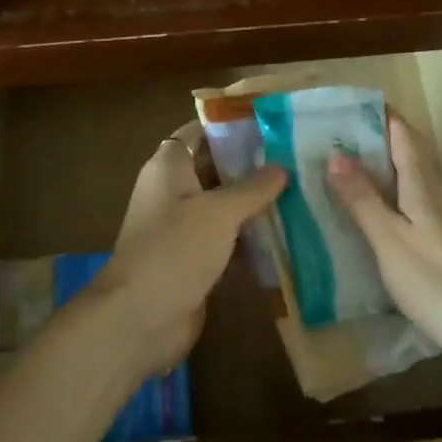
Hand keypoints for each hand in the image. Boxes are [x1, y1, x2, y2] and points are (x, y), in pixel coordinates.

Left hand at [90, 122, 285, 375]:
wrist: (140, 319)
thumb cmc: (175, 250)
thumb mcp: (219, 212)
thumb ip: (253, 187)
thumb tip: (282, 167)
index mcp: (169, 167)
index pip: (199, 131)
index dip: (230, 125)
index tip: (270, 122)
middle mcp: (173, 191)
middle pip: (216, 168)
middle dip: (252, 164)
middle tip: (297, 157)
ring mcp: (183, 227)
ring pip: (224, 206)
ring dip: (255, 203)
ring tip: (301, 190)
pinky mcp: (194, 259)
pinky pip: (227, 239)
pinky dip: (251, 236)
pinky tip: (287, 233)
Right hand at [327, 115, 441, 390]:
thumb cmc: (441, 285)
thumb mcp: (392, 243)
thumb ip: (364, 201)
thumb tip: (336, 155)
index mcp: (424, 188)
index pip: (403, 135)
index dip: (379, 115)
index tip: (346, 105)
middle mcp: (437, 198)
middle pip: (409, 155)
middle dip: (376, 140)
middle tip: (334, 139)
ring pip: (411, 184)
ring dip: (381, 172)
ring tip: (343, 173)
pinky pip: (413, 212)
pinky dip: (389, 204)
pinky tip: (371, 222)